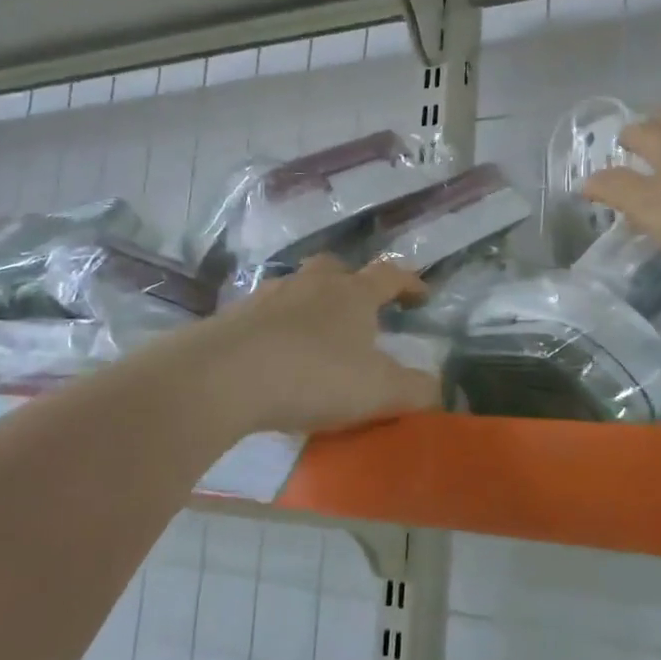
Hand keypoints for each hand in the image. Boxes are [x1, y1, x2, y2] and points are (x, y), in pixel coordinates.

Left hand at [191, 256, 441, 434]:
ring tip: (314, 337)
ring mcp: (267, 296)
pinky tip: (274, 356)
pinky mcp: (232, 318)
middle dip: (351, 283)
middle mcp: (311, 284)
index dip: (409, 283)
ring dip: (309, 306)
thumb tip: (437, 388)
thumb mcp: (379, 391)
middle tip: (359, 308)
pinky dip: (276, 330)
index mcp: (352, 294)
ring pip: (296, 289)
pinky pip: (263, 316)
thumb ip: (416, 390)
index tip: (422, 295)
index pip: (389, 276)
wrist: (223, 376)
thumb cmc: (314, 375)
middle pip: (335, 269)